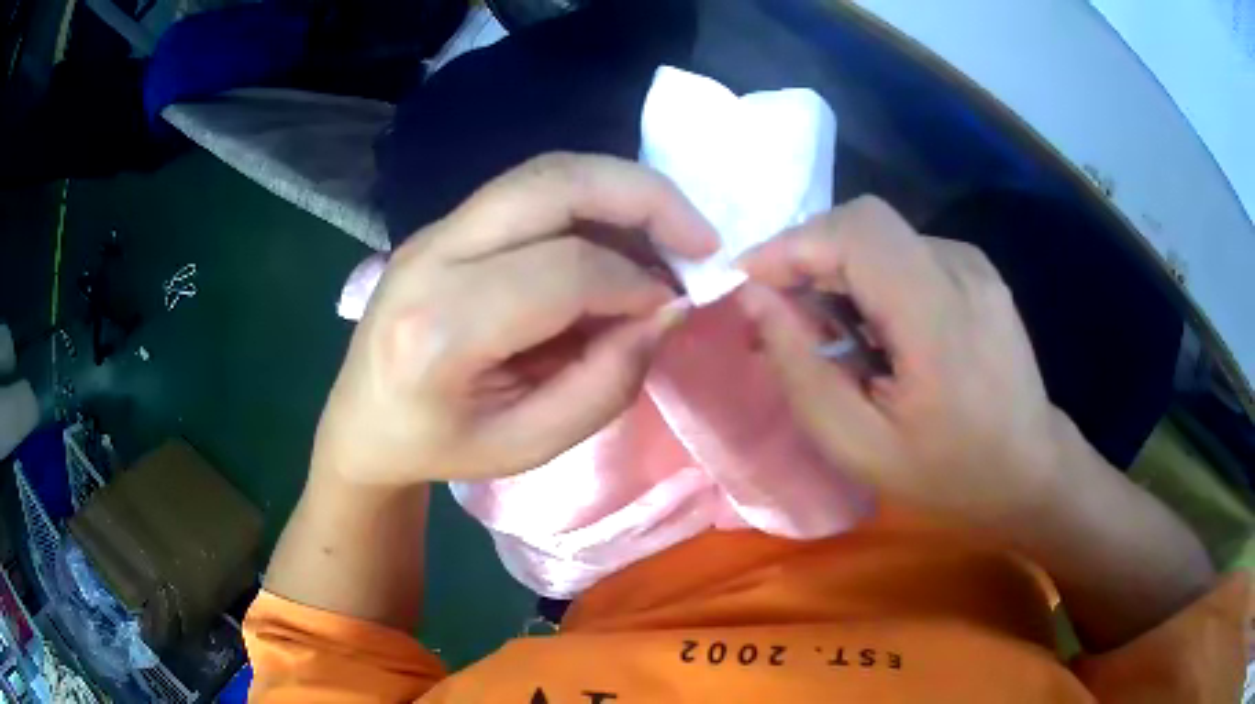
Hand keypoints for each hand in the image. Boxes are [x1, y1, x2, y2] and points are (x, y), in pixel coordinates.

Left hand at [313, 153, 716, 485]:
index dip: (636, 282)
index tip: (673, 306)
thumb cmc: (441, 447)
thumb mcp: (529, 445)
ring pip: (544, 172)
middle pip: (553, 183)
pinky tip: (618, 235)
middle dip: (645, 196)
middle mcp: (431, 257)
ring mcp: (432, 230)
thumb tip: (666, 310)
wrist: (363, 423)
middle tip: (700, 237)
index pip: (565, 271)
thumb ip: (606, 382)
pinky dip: (590, 200)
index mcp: (440, 329)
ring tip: (668, 232)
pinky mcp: (443, 225)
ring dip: (621, 189)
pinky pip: (530, 190)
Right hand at [736, 196, 1069, 524]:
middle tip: (783, 315)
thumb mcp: (861, 448)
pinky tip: (876, 331)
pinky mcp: (978, 273)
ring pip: (882, 237)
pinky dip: (873, 279)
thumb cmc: (950, 475)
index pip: (854, 233)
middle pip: (863, 222)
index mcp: (938, 318)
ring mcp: (974, 267)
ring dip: (840, 271)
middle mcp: (961, 270)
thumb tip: (754, 300)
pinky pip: (907, 254)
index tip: (747, 283)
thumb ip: (801, 371)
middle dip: (808, 256)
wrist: (1032, 472)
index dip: (790, 244)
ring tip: (832, 335)